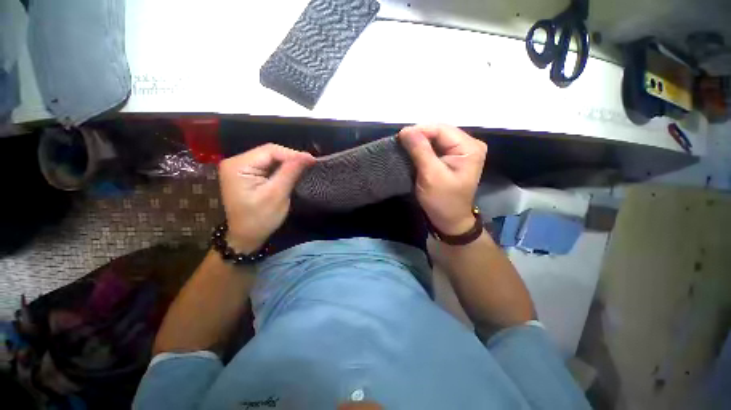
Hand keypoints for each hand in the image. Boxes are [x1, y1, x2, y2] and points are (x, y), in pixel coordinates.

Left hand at [218, 144, 314, 252]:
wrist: (246, 237)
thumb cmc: (260, 219)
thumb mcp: (277, 195)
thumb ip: (290, 172)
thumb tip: (307, 156)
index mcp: (238, 166)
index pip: (270, 151)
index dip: (293, 154)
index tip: (312, 161)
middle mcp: (235, 162)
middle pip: (269, 152)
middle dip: (290, 158)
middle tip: (310, 165)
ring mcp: (239, 167)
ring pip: (269, 158)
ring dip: (287, 163)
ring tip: (304, 167)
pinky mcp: (246, 174)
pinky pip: (267, 166)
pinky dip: (281, 169)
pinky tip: (292, 172)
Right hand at [399, 124, 486, 235]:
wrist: (449, 220)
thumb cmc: (442, 201)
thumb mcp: (431, 175)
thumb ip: (420, 151)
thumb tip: (406, 130)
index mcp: (469, 147)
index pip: (441, 129)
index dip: (419, 130)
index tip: (399, 137)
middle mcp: (467, 145)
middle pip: (439, 132)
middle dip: (418, 136)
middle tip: (400, 143)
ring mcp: (460, 151)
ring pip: (435, 139)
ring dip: (418, 143)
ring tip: (403, 147)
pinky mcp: (451, 159)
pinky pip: (434, 148)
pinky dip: (421, 150)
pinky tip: (412, 153)